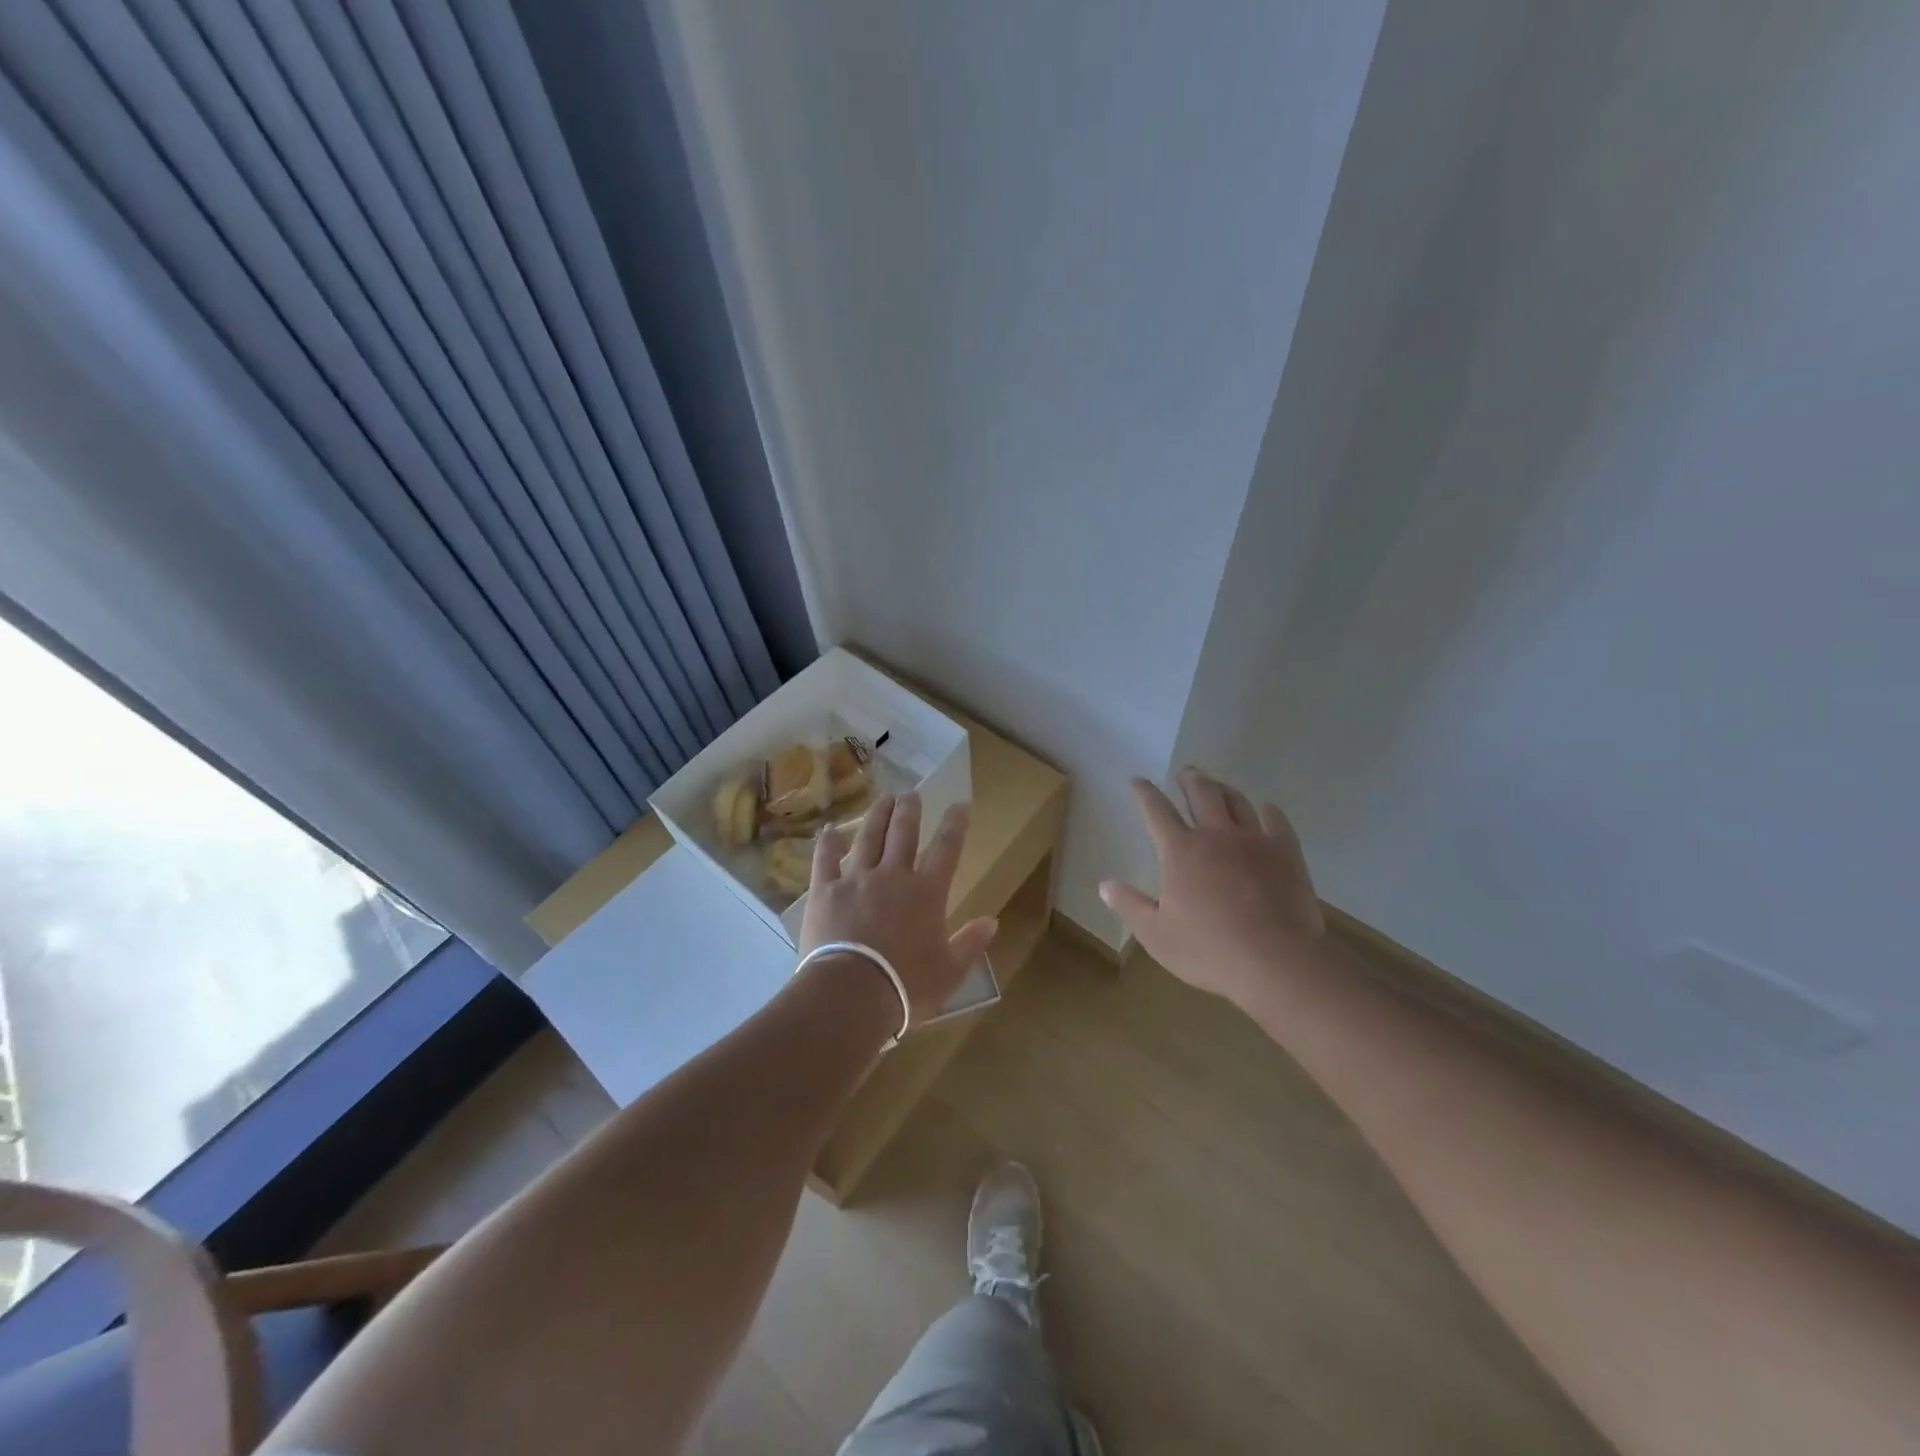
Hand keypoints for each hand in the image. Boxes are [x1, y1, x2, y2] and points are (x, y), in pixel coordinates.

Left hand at [799, 793, 997, 1024]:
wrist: (852, 993)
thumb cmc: (907, 985)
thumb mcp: (949, 970)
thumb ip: (970, 943)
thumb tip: (993, 921)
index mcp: (927, 892)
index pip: (946, 848)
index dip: (955, 824)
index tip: (960, 803)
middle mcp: (893, 875)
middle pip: (903, 832)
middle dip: (910, 810)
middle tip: (911, 793)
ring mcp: (857, 879)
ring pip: (869, 837)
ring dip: (877, 815)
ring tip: (882, 798)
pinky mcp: (825, 890)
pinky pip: (825, 860)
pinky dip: (827, 843)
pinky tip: (828, 831)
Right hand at [1100, 767, 1328, 1010]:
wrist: (1276, 961)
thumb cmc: (1208, 950)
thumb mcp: (1156, 934)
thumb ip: (1129, 906)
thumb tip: (1104, 885)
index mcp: (1180, 851)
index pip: (1156, 810)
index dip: (1144, 793)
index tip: (1137, 781)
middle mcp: (1215, 835)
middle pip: (1201, 794)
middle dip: (1190, 780)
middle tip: (1185, 773)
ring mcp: (1254, 840)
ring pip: (1237, 801)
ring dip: (1224, 789)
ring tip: (1218, 786)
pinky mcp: (1285, 853)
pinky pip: (1276, 821)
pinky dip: (1268, 811)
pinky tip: (1267, 810)